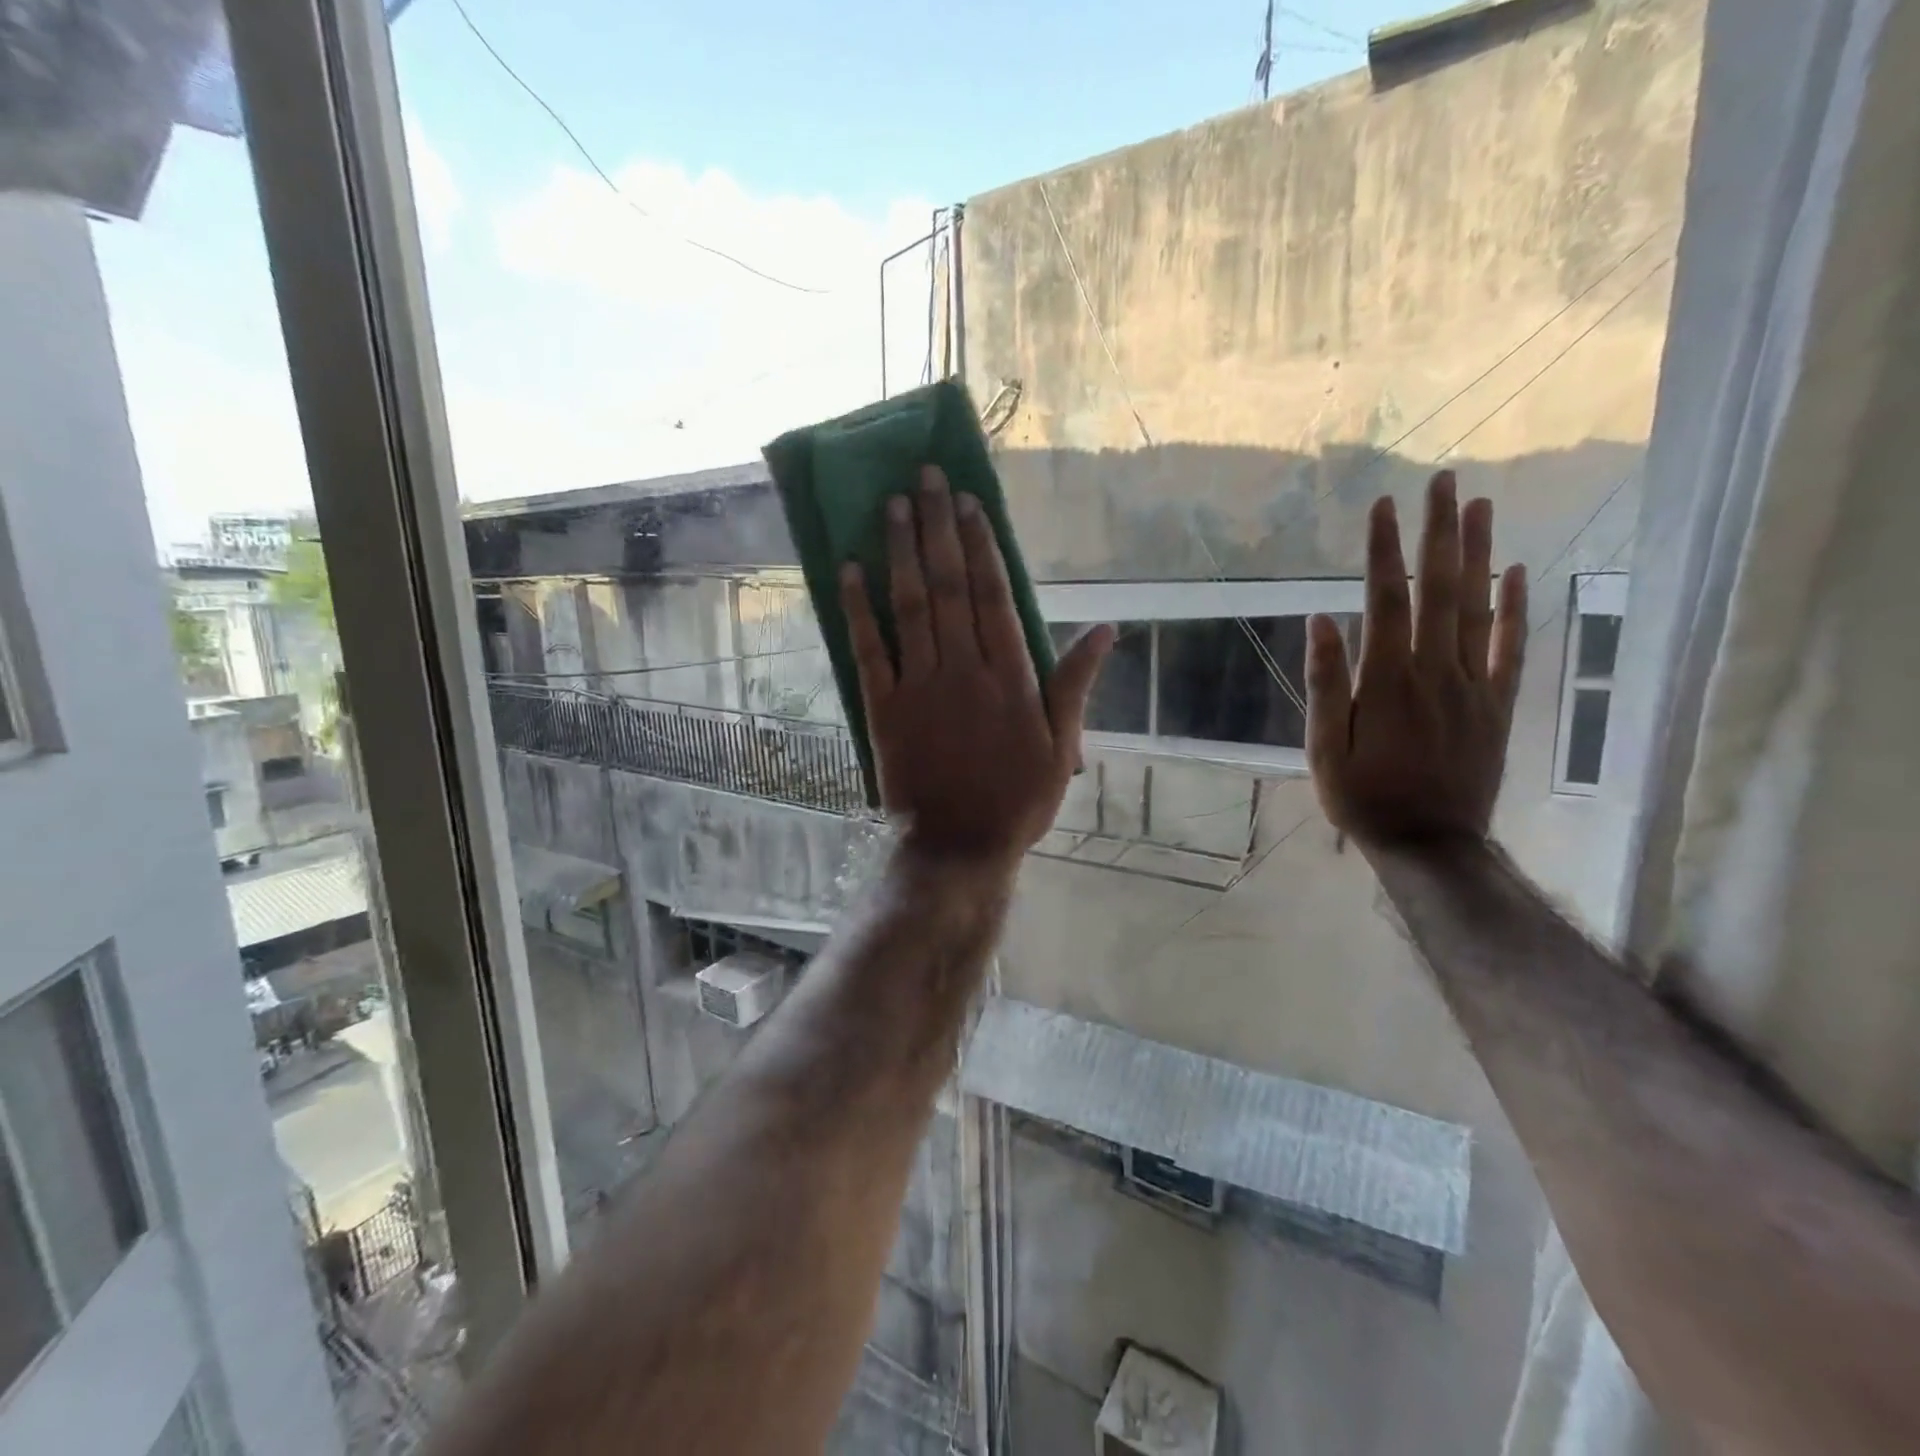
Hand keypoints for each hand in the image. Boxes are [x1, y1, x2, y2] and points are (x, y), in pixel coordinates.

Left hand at [841, 467, 1112, 860]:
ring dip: (900, 553)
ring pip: (910, 607)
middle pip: (950, 586)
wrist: (959, 845)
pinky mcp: (883, 708)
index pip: (993, 595)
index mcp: (1010, 676)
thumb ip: (1076, 685)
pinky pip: (869, 650)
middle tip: (926, 478)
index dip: (981, 545)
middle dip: (937, 528)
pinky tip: (850, 569)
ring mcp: (919, 686)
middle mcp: (963, 669)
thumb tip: (1106, 630)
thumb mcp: (1063, 747)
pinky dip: (857, 609)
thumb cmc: (1018, 799)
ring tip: (892, 505)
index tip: (968, 502)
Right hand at [1306, 470, 1527, 845]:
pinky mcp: (1498, 704)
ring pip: (1479, 608)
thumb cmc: (1363, 797)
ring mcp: (1474, 685)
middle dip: (1439, 533)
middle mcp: (1436, 671)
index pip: (1386, 600)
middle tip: (1444, 482)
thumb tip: (1323, 621)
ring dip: (1479, 553)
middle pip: (1440, 590)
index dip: (1384, 551)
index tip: (1382, 506)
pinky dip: (1516, 607)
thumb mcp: (1324, 748)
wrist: (1430, 842)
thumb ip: (1327, 684)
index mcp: (1388, 681)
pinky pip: (1512, 647)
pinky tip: (1518, 571)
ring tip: (1480, 505)